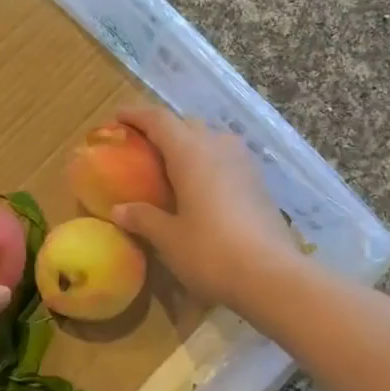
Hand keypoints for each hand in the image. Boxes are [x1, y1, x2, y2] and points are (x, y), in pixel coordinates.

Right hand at [109, 106, 302, 311]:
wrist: (272, 276)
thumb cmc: (211, 252)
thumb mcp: (169, 239)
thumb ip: (143, 218)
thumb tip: (119, 210)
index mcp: (191, 153)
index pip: (159, 120)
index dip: (137, 115)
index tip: (118, 117)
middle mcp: (219, 147)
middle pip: (187, 124)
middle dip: (164, 129)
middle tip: (143, 146)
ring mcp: (244, 163)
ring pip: (211, 139)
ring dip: (190, 144)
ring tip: (172, 166)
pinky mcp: (259, 182)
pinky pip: (227, 159)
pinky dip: (208, 162)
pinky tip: (201, 186)